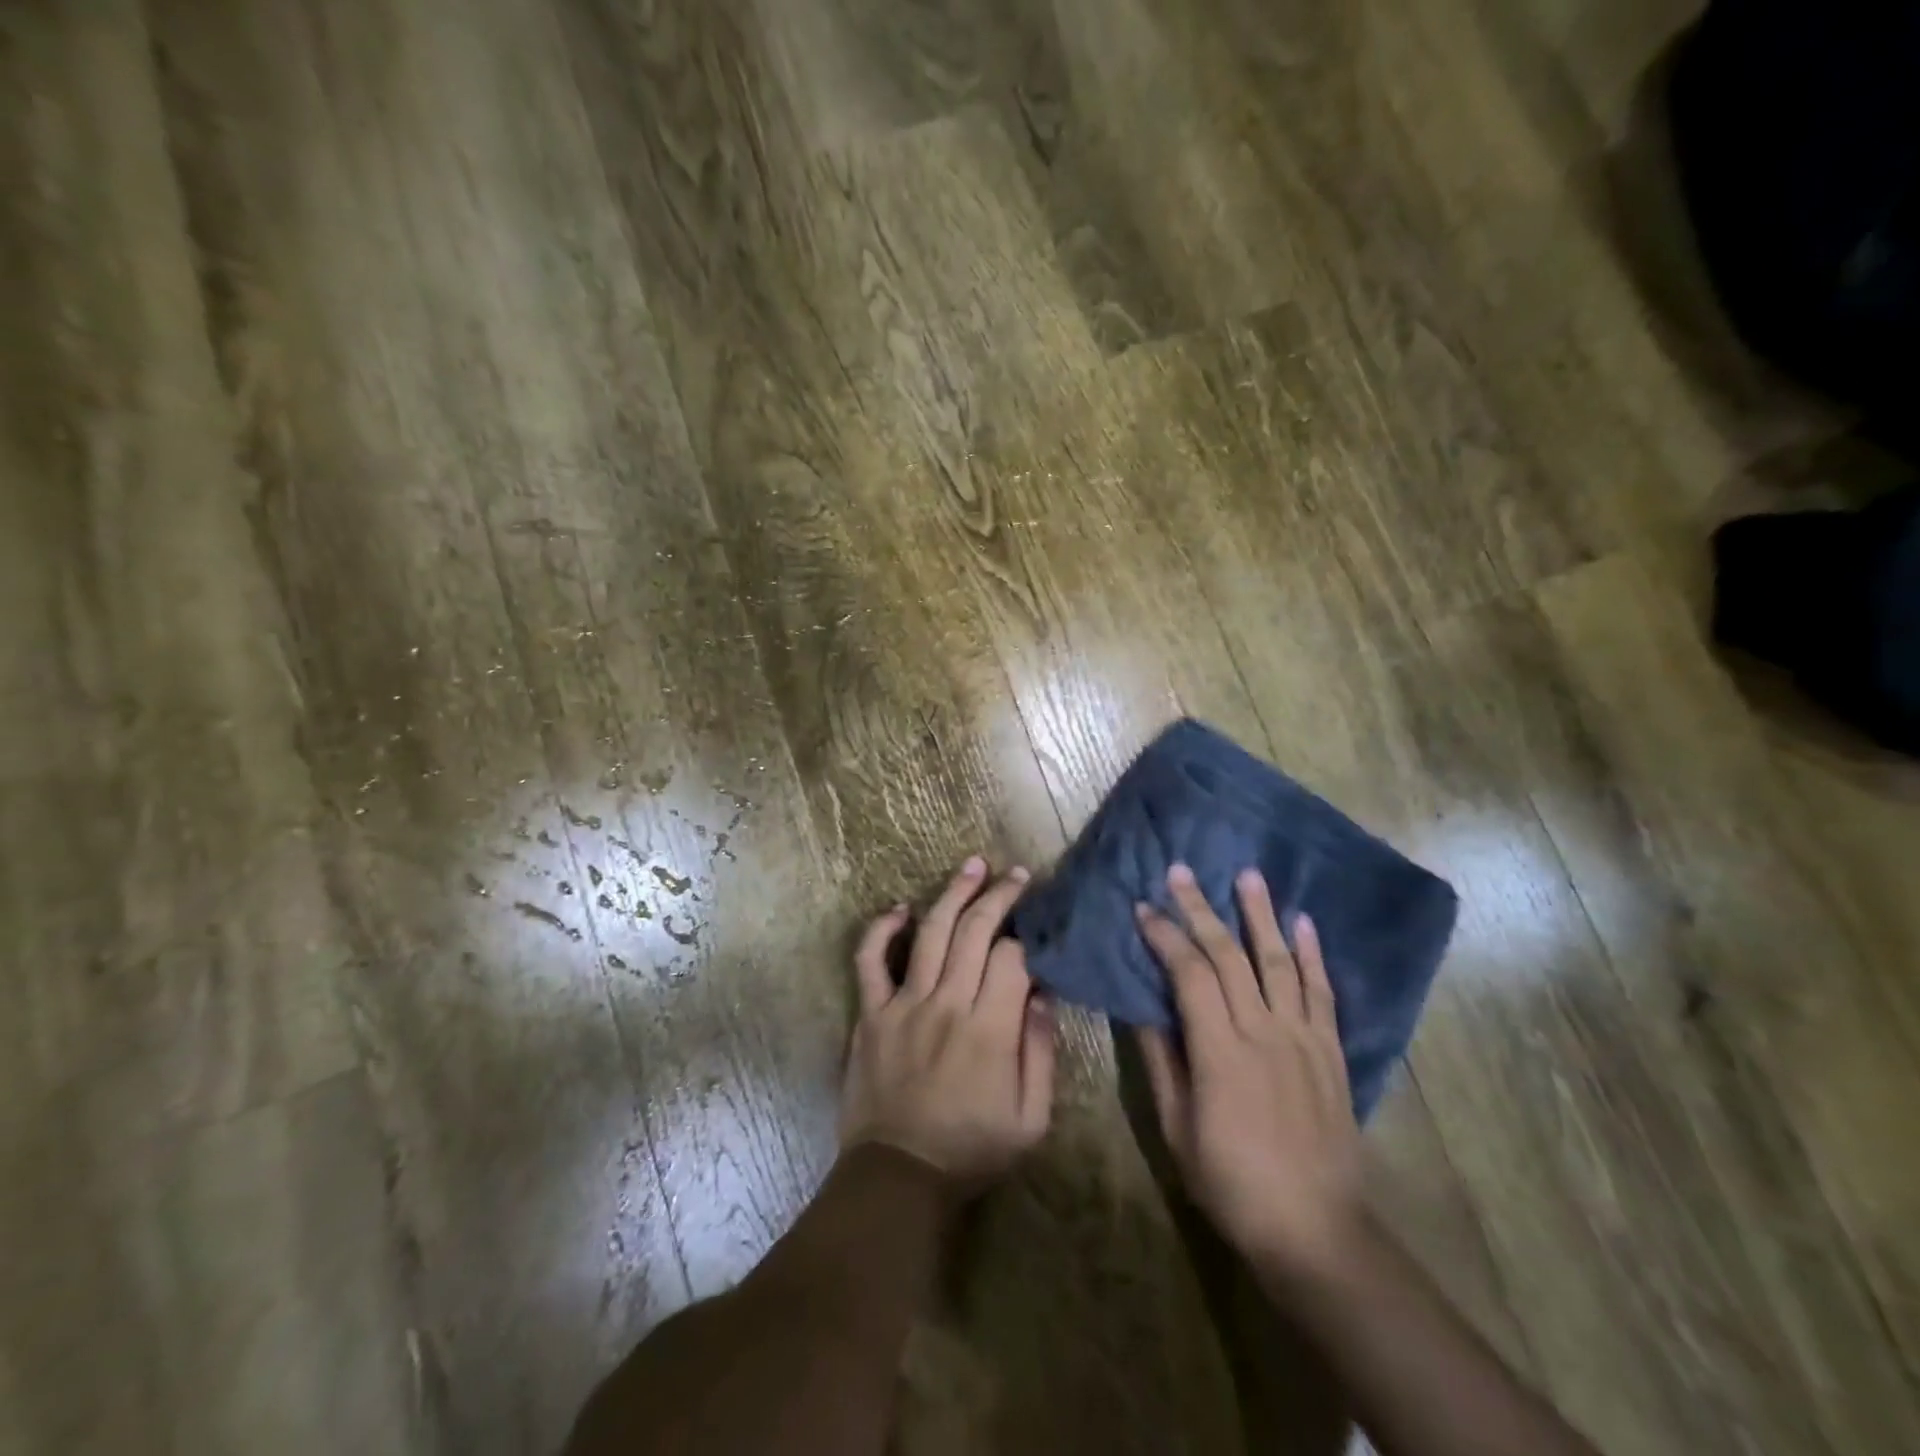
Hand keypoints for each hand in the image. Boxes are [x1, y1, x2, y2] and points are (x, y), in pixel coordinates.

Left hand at [840, 857, 1056, 1191]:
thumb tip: (1043, 995)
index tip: (1039, 924)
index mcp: (989, 1029)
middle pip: (975, 931)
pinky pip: (870, 960)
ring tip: (972, 865)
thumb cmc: (971, 1149)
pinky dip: (881, 930)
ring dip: (953, 893)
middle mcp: (947, 1004)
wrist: (899, 1176)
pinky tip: (899, 908)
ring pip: (931, 932)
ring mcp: (904, 1003)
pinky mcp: (871, 1013)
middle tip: (1016, 874)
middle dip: (999, 896)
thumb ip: (1041, 1053)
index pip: (1012, 959)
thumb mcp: (1031, 1119)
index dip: (1029, 936)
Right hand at [1134, 864, 1362, 1273]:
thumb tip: (1142, 1009)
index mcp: (1219, 1051)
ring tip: (1248, 874)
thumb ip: (1162, 1062)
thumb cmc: (1232, 1183)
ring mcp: (1303, 1038)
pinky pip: (1322, 993)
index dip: (1165, 936)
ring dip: (1260, 915)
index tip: (1143, 908)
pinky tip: (1303, 923)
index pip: (1189, 974)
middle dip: (1201, 909)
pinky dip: (1313, 955)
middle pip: (1229, 956)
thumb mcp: (1178, 1128)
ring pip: (1278, 962)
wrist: (1316, 1230)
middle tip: (1182, 871)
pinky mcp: (1331, 1052)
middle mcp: (1263, 1032)